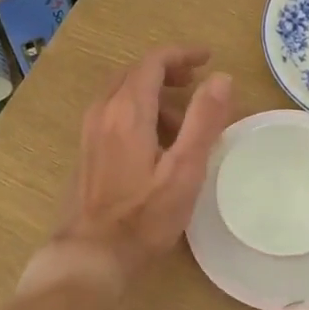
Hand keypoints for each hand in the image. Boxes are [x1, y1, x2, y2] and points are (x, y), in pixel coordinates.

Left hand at [35, 47, 233, 290]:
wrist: (91, 255)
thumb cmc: (145, 215)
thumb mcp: (185, 169)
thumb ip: (204, 120)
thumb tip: (222, 77)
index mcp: (128, 110)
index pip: (153, 62)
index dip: (182, 54)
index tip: (208, 58)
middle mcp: (103, 112)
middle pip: (135, 73)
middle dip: (167, 71)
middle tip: (196, 83)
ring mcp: (90, 132)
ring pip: (122, 93)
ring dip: (153, 95)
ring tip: (182, 122)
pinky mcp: (87, 151)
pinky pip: (113, 113)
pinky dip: (138, 111)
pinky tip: (155, 143)